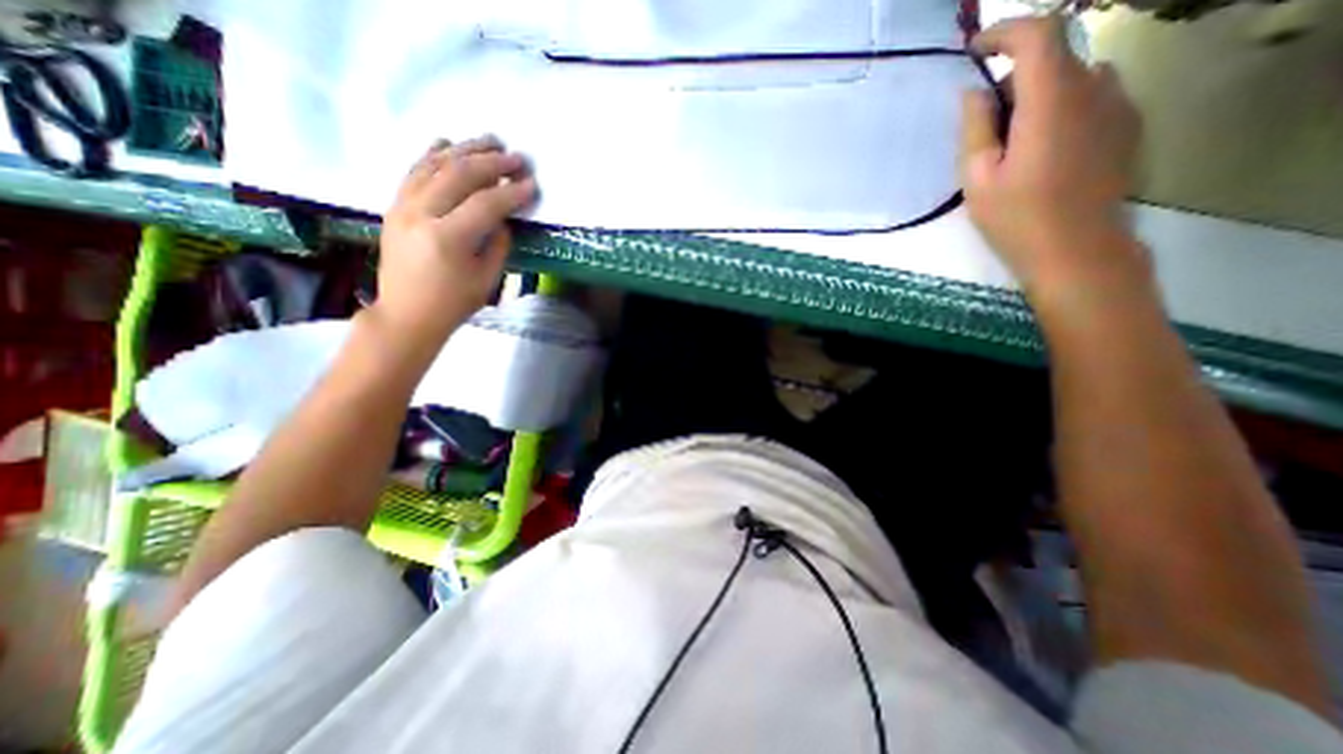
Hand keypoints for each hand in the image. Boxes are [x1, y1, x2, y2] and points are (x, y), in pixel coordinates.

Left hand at [369, 132, 537, 347]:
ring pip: (435, 166)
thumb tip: (503, 217)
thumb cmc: (453, 303)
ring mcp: (402, 206)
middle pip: (459, 175)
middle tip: (517, 158)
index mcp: (447, 238)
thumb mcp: (486, 279)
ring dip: (465, 150)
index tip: (532, 184)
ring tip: (490, 142)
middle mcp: (420, 214)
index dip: (512, 192)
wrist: (406, 314)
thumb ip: (498, 243)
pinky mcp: (394, 206)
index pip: (486, 204)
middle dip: (493, 163)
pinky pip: (414, 171)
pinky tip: (448, 143)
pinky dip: (432, 154)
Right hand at [962, 18, 1146, 312]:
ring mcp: (1118, 104)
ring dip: (1037, 93)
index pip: (1038, 35)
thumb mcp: (977, 179)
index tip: (975, 52)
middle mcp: (1094, 88)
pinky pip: (1091, 95)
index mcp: (1051, 102)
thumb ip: (975, 129)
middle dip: (1012, 77)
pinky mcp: (1126, 124)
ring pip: (1073, 76)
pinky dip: (1060, 106)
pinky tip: (1040, 148)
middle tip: (982, 122)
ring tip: (1011, 141)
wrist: (1077, 251)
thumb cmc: (1016, 219)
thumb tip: (973, 92)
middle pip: (1053, 57)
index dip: (1004, 32)